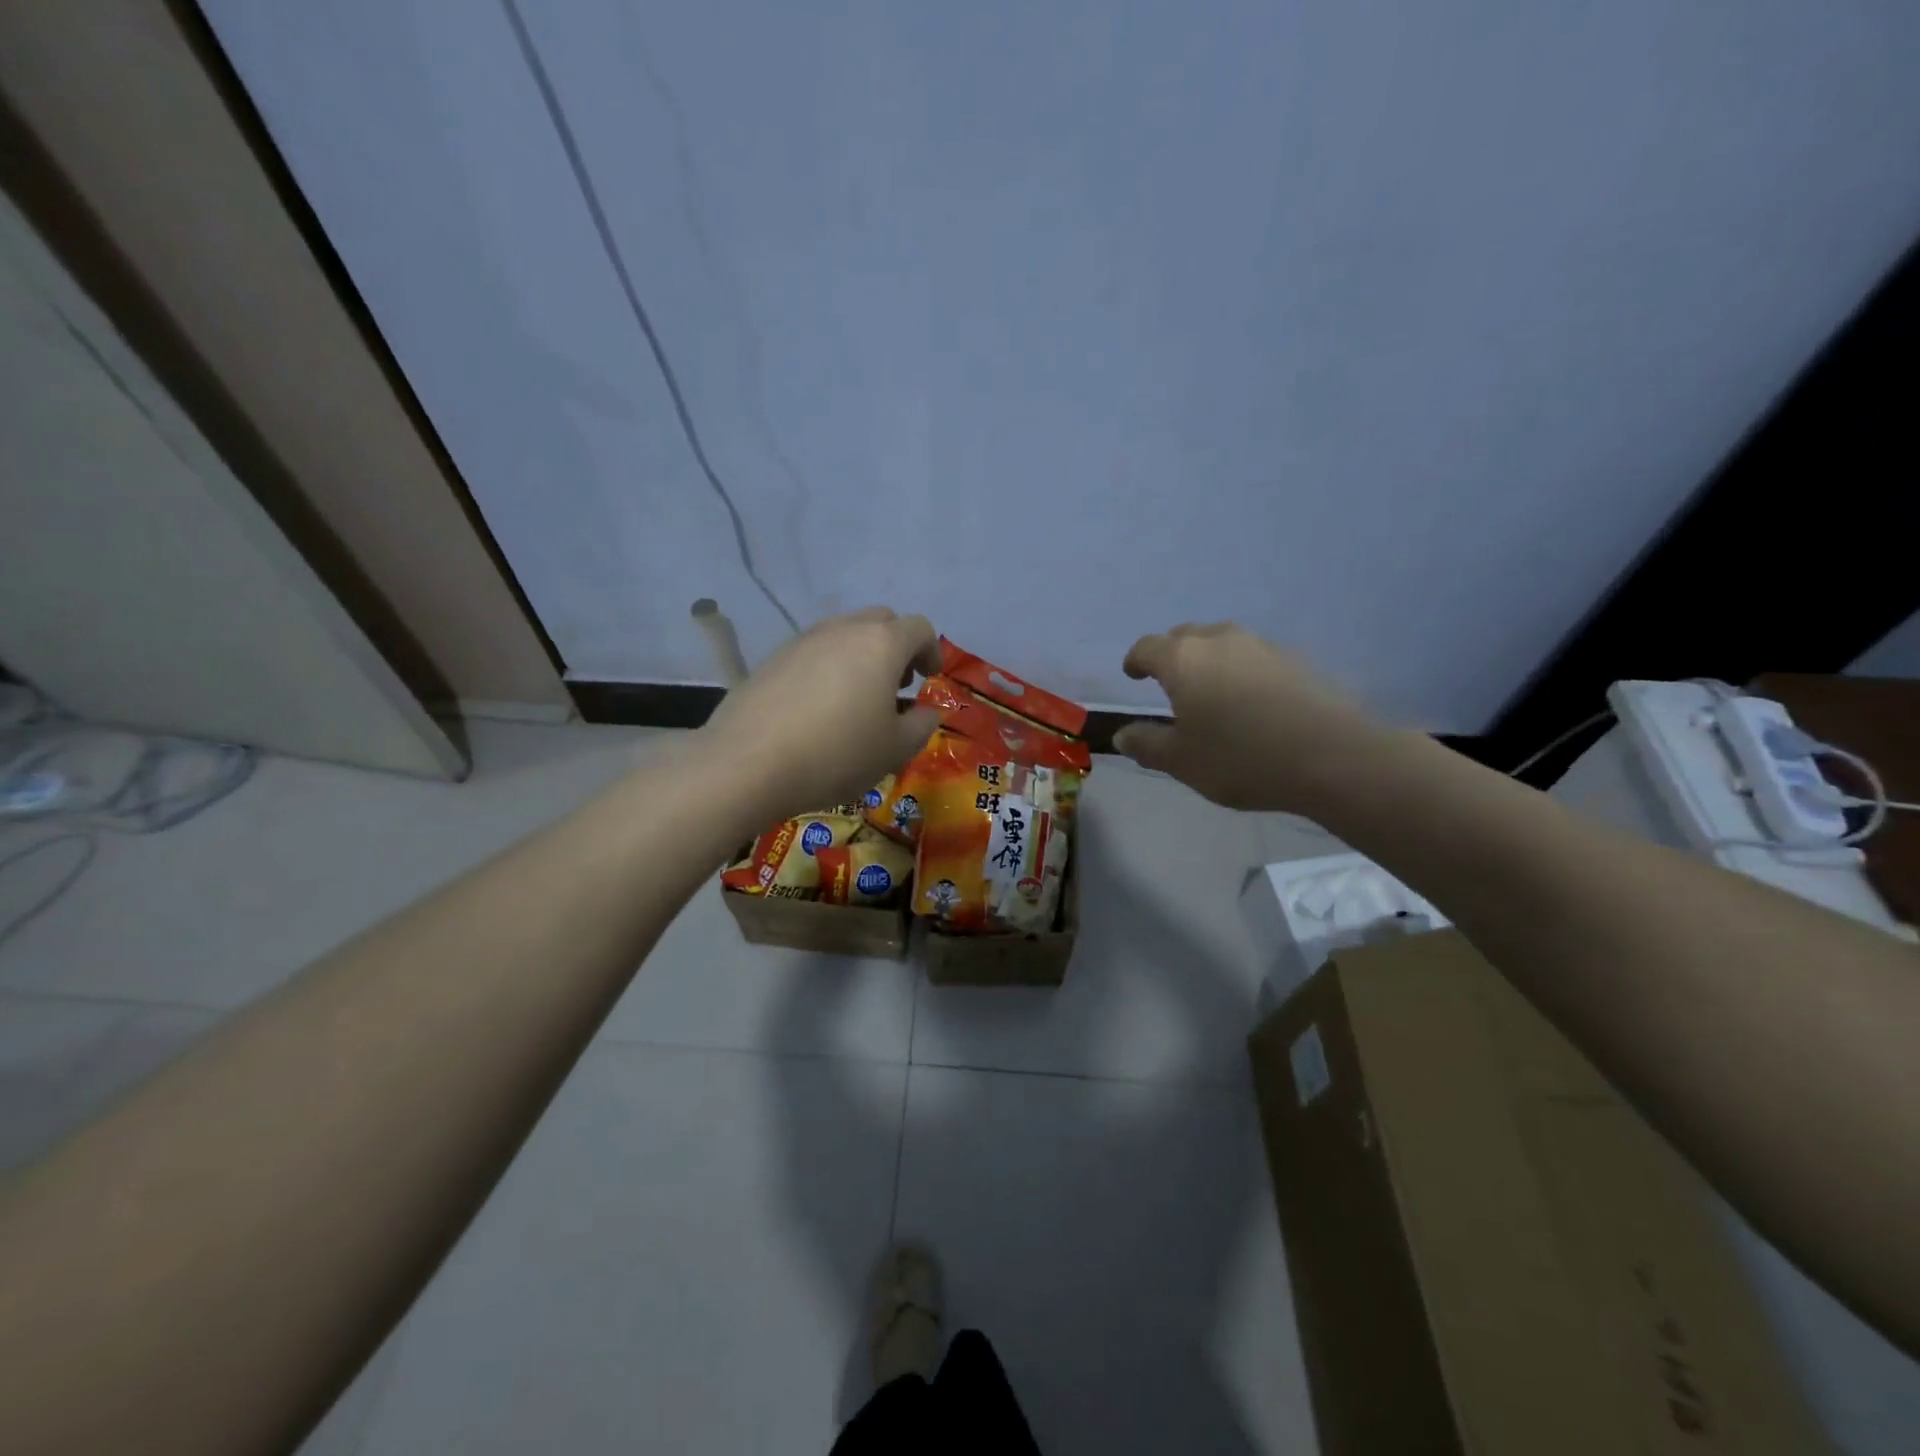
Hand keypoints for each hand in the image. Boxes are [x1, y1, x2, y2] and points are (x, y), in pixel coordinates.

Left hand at [699, 607, 941, 822]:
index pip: (919, 628)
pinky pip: (813, 653)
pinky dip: (827, 669)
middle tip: (896, 685)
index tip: (928, 679)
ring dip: (860, 656)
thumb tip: (925, 710)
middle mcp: (843, 630)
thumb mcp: (895, 749)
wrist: (749, 763)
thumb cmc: (837, 754)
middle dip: (896, 647)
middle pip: (881, 621)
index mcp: (881, 644)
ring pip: (844, 634)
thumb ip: (921, 724)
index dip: (931, 650)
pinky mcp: (772, 658)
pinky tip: (818, 709)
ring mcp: (803, 640)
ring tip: (857, 700)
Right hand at [1113, 623, 1385, 811]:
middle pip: (1185, 636)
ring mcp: (1261, 646)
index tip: (1133, 675)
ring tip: (1211, 691)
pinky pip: (1253, 657)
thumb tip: (1122, 735)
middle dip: (1171, 655)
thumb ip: (1147, 745)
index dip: (1136, 660)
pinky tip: (1251, 701)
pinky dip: (1241, 671)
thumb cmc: (1241, 758)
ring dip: (1209, 660)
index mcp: (1182, 660)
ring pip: (1222, 642)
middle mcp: (1219, 641)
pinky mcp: (1295, 659)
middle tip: (1170, 683)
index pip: (1147, 647)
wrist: (1331, 756)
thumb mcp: (1182, 762)